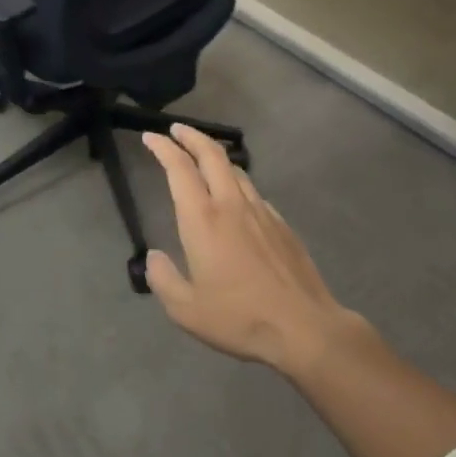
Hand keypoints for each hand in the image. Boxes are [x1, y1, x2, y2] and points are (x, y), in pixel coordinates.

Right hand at [142, 126, 352, 374]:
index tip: (151, 137)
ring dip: (215, 156)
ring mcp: (260, 211)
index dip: (163, 148)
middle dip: (191, 136)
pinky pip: (253, 191)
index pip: (179, 168)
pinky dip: (236, 182)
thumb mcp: (187, 310)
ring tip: (203, 158)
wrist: (304, 327)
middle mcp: (231, 204)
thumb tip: (153, 257)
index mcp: (202, 219)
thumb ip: (163, 280)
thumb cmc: (240, 318)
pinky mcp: (281, 224)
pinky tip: (235, 197)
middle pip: (211, 154)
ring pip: (235, 169)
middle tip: (176, 130)